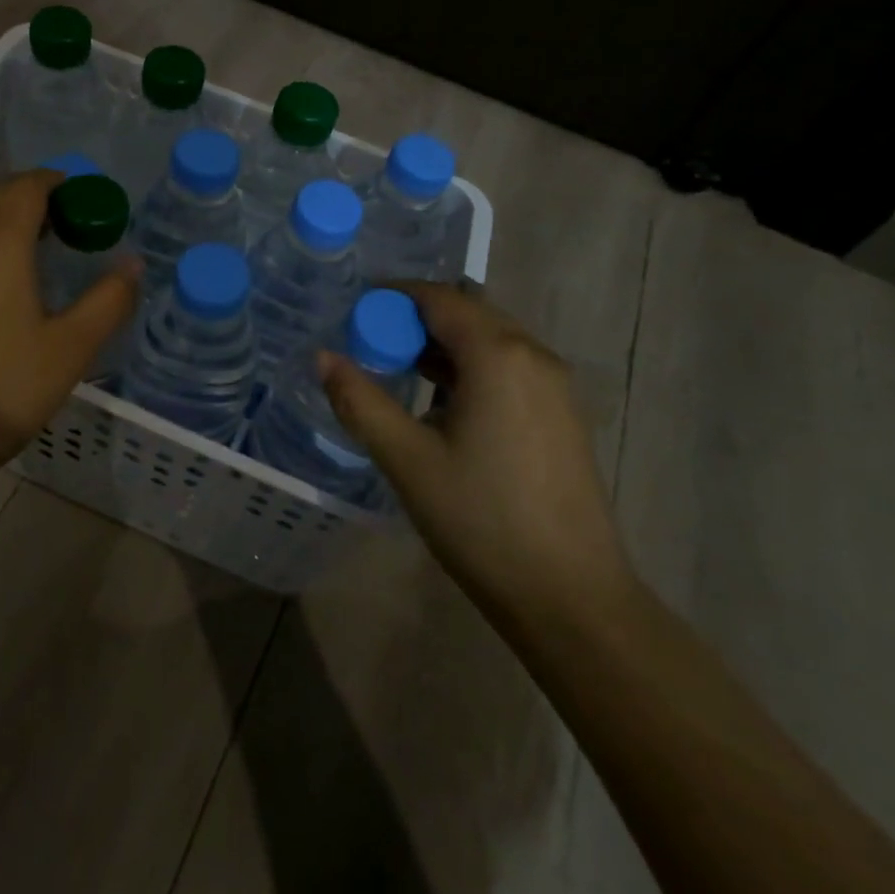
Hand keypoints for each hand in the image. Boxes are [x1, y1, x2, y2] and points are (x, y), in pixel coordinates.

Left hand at [0, 169, 139, 484]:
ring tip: (35, 250)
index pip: (27, 186)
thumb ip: (108, 300)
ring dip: (2, 219)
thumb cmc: (2, 387)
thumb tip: (133, 264)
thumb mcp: (71, 348)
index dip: (56, 183)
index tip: (83, 199)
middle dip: (29, 195)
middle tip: (64, 222)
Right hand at [320, 283, 633, 631]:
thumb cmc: (482, 520)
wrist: (571, 597)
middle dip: (416, 320)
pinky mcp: (563, 415)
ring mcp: (555, 386)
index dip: (393, 297)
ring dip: (444, 345)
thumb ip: (360, 401)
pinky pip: (509, 368)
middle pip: (467, 314)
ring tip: (399, 370)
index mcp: (498, 355)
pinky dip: (470, 368)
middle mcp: (534, 356)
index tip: (355, 312)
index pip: (439, 298)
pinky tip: (443, 404)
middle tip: (370, 343)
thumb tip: (323, 357)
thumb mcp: (408, 459)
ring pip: (490, 341)